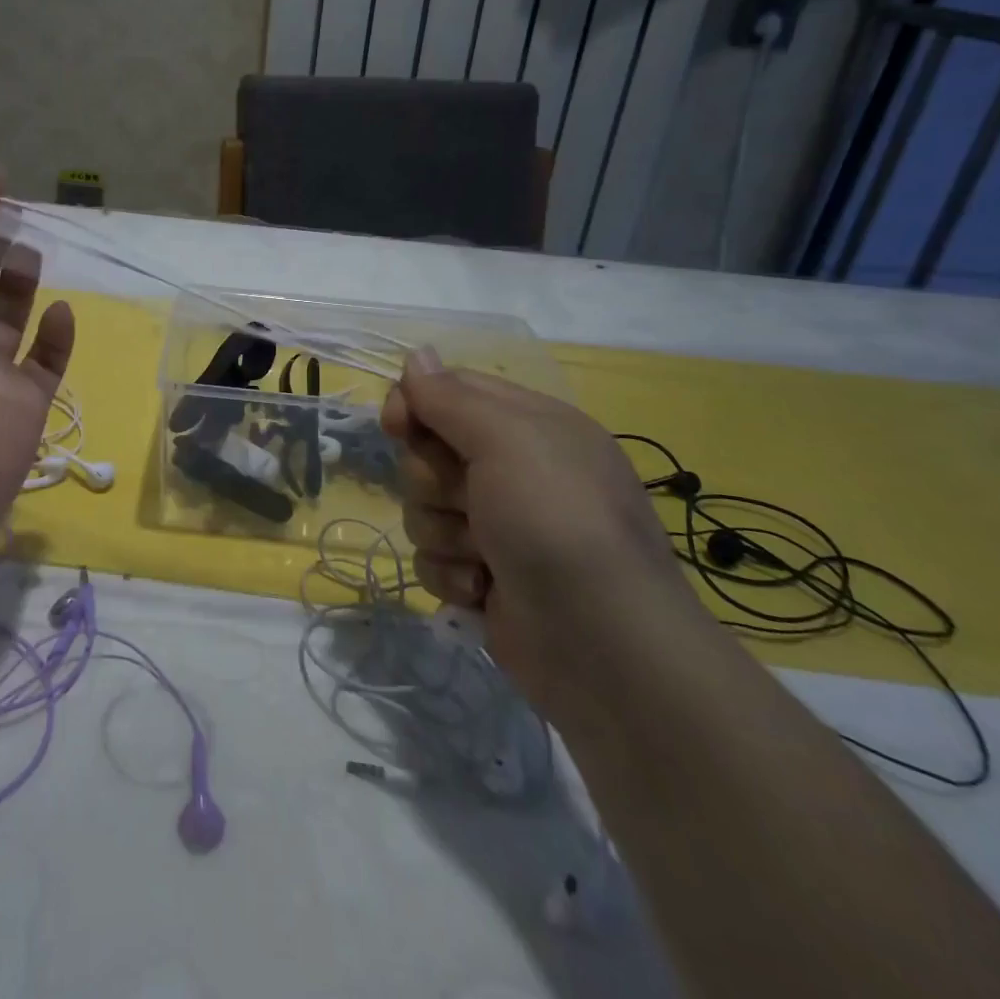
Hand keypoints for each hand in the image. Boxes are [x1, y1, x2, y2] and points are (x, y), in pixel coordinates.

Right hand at [382, 353, 702, 722]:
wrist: (602, 645)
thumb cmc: (556, 520)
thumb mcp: (507, 439)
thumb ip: (451, 396)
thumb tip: (416, 354)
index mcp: (529, 426)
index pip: (450, 391)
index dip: (415, 404)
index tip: (397, 425)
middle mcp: (513, 470)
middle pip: (427, 452)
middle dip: (433, 479)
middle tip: (468, 498)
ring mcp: (497, 526)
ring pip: (423, 508)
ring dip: (444, 532)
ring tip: (484, 555)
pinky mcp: (483, 576)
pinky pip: (432, 557)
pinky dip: (452, 574)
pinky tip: (484, 590)